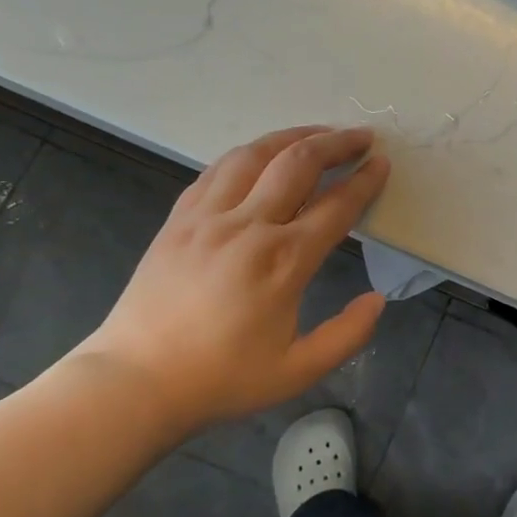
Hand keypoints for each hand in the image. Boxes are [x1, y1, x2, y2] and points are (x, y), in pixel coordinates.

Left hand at [78, 125, 390, 434]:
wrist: (135, 383)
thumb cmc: (222, 379)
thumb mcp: (298, 371)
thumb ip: (348, 335)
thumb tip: (377, 299)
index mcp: (284, 261)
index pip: (336, 205)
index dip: (365, 180)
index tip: (382, 163)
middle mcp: (248, 226)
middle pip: (298, 163)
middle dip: (336, 143)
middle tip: (361, 136)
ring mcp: (208, 217)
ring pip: (255, 155)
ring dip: (293, 137)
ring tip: (317, 134)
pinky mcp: (179, 219)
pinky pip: (217, 170)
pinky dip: (248, 154)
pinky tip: (261, 155)